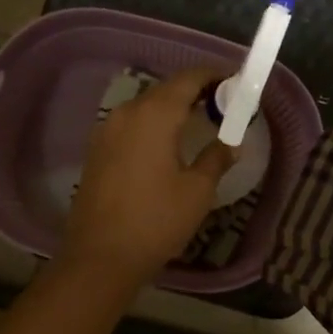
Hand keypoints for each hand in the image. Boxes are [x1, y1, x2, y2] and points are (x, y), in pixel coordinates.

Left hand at [63, 67, 234, 287]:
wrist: (99, 257)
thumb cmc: (155, 221)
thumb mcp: (197, 191)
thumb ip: (216, 158)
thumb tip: (231, 143)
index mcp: (154, 114)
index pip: (188, 79)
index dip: (214, 76)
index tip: (236, 83)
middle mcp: (127, 112)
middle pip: (166, 88)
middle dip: (195, 91)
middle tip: (222, 104)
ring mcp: (107, 130)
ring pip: (146, 105)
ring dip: (173, 107)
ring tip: (198, 121)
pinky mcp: (97, 149)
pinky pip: (131, 123)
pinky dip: (154, 123)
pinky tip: (168, 143)